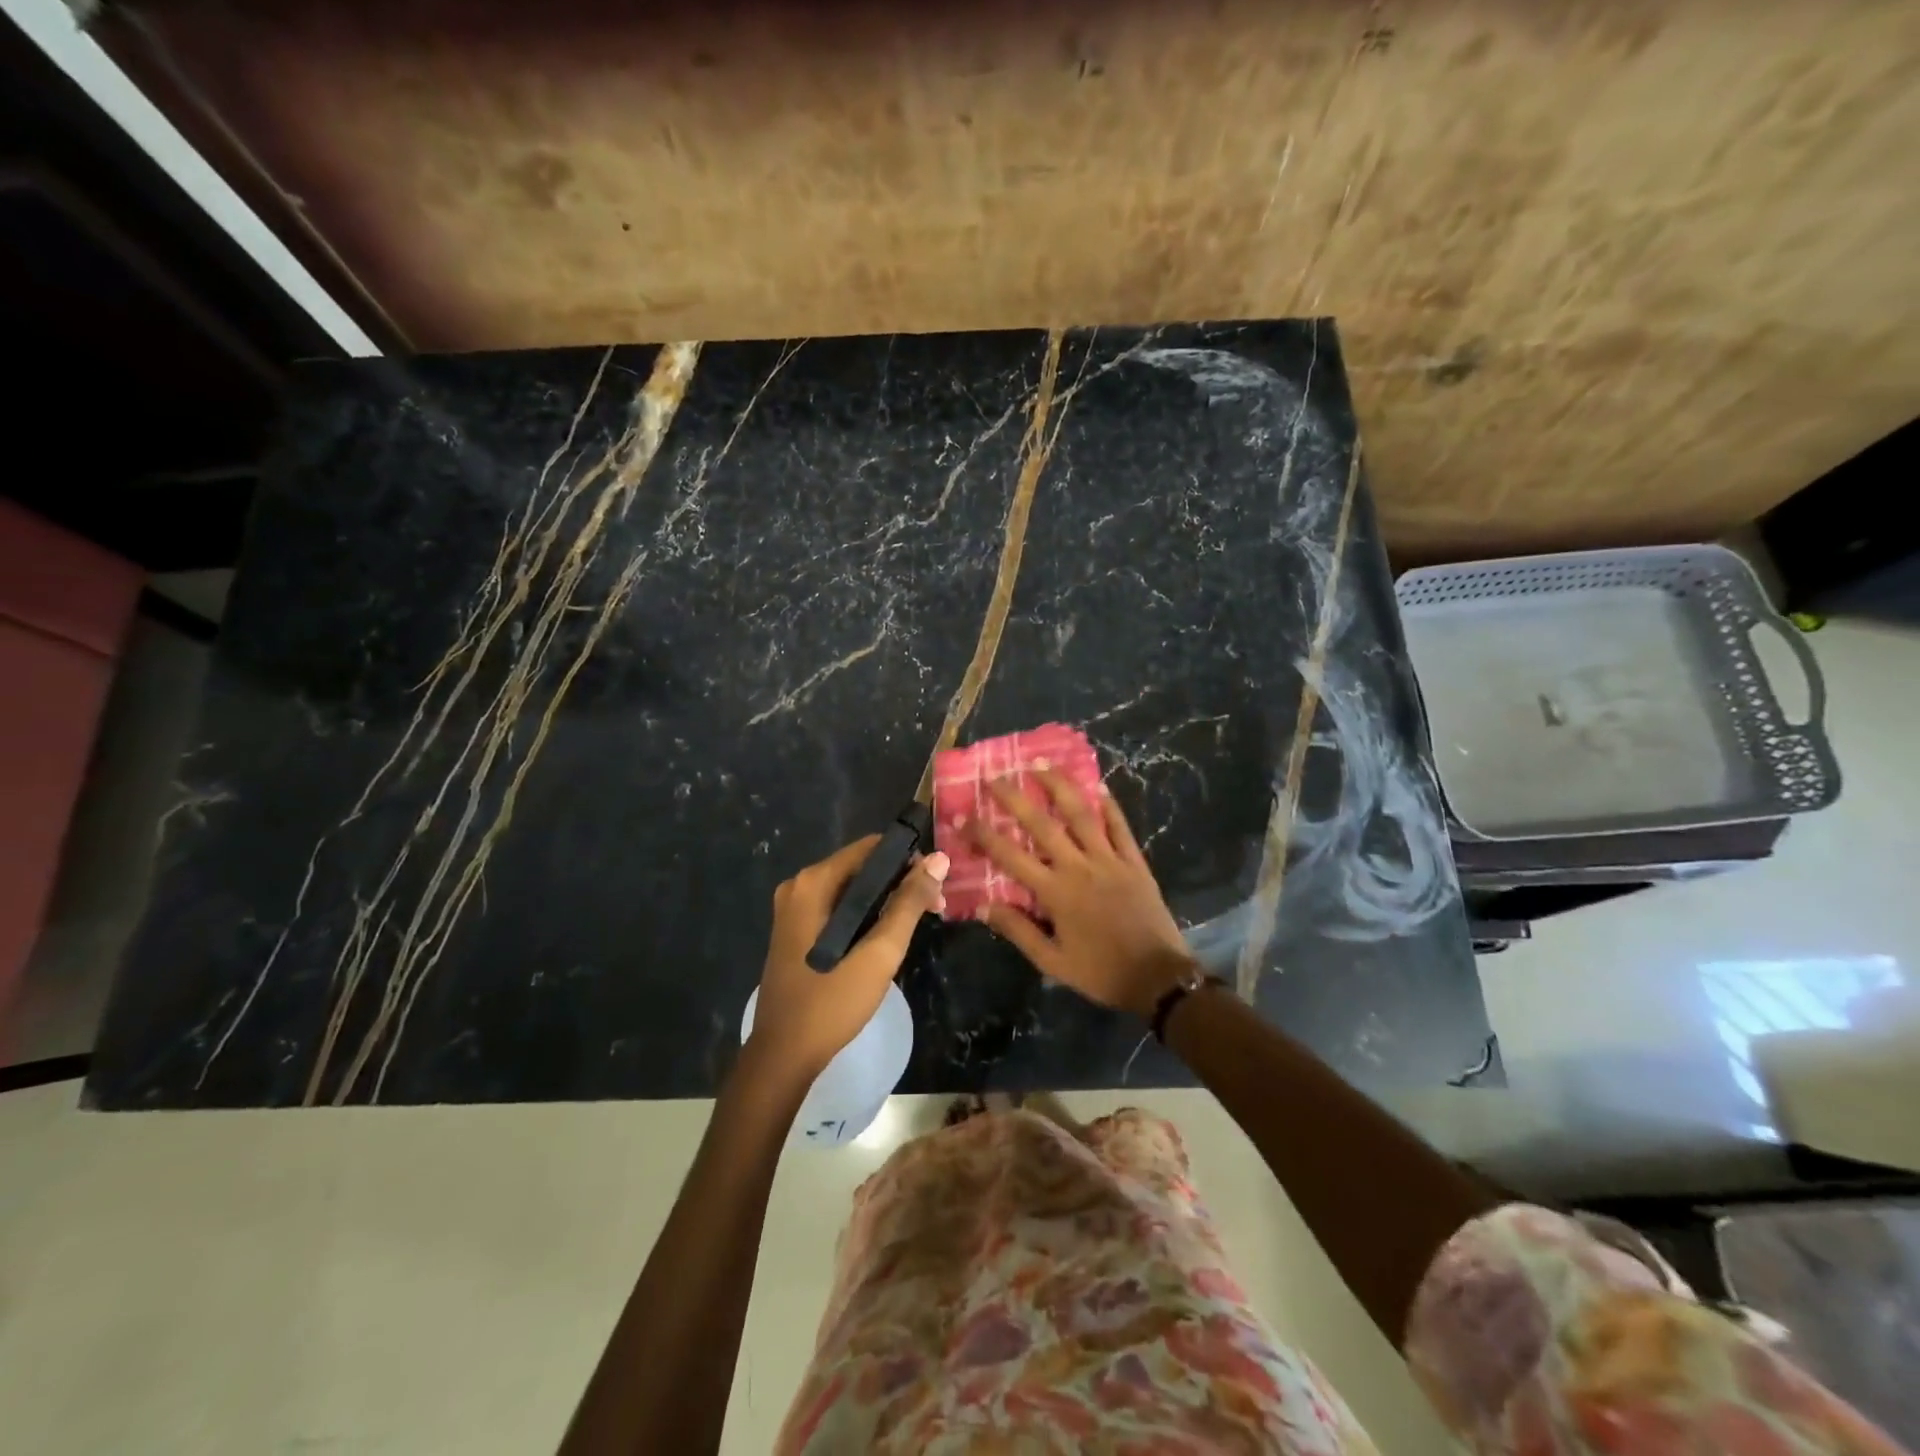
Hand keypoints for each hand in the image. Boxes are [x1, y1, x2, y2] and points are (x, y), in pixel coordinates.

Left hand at [747, 835, 948, 1084]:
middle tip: (935, 907)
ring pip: (851, 889)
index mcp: (813, 883)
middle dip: (900, 881)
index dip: (908, 859)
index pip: (871, 848)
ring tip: (918, 922)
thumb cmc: (832, 1002)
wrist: (783, 1056)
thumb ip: (909, 903)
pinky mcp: (795, 930)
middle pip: (861, 867)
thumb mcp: (879, 953)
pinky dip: (865, 914)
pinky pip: (838, 907)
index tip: (936, 885)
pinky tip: (887, 935)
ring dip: (886, 899)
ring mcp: (793, 909)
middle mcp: (799, 886)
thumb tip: (939, 859)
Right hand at [965, 770, 1196, 1017]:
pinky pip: (1120, 827)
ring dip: (1060, 786)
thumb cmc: (1101, 972)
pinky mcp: (1135, 862)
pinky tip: (1098, 786)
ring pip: (1081, 814)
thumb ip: (1018, 931)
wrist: (1158, 978)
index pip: (1010, 856)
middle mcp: (1079, 867)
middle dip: (1015, 797)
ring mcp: (1110, 860)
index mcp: (1055, 892)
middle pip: (1042, 824)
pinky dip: (1109, 805)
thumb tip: (983, 906)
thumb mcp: (1053, 962)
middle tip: (996, 776)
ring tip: (1041, 764)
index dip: (984, 835)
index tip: (963, 816)